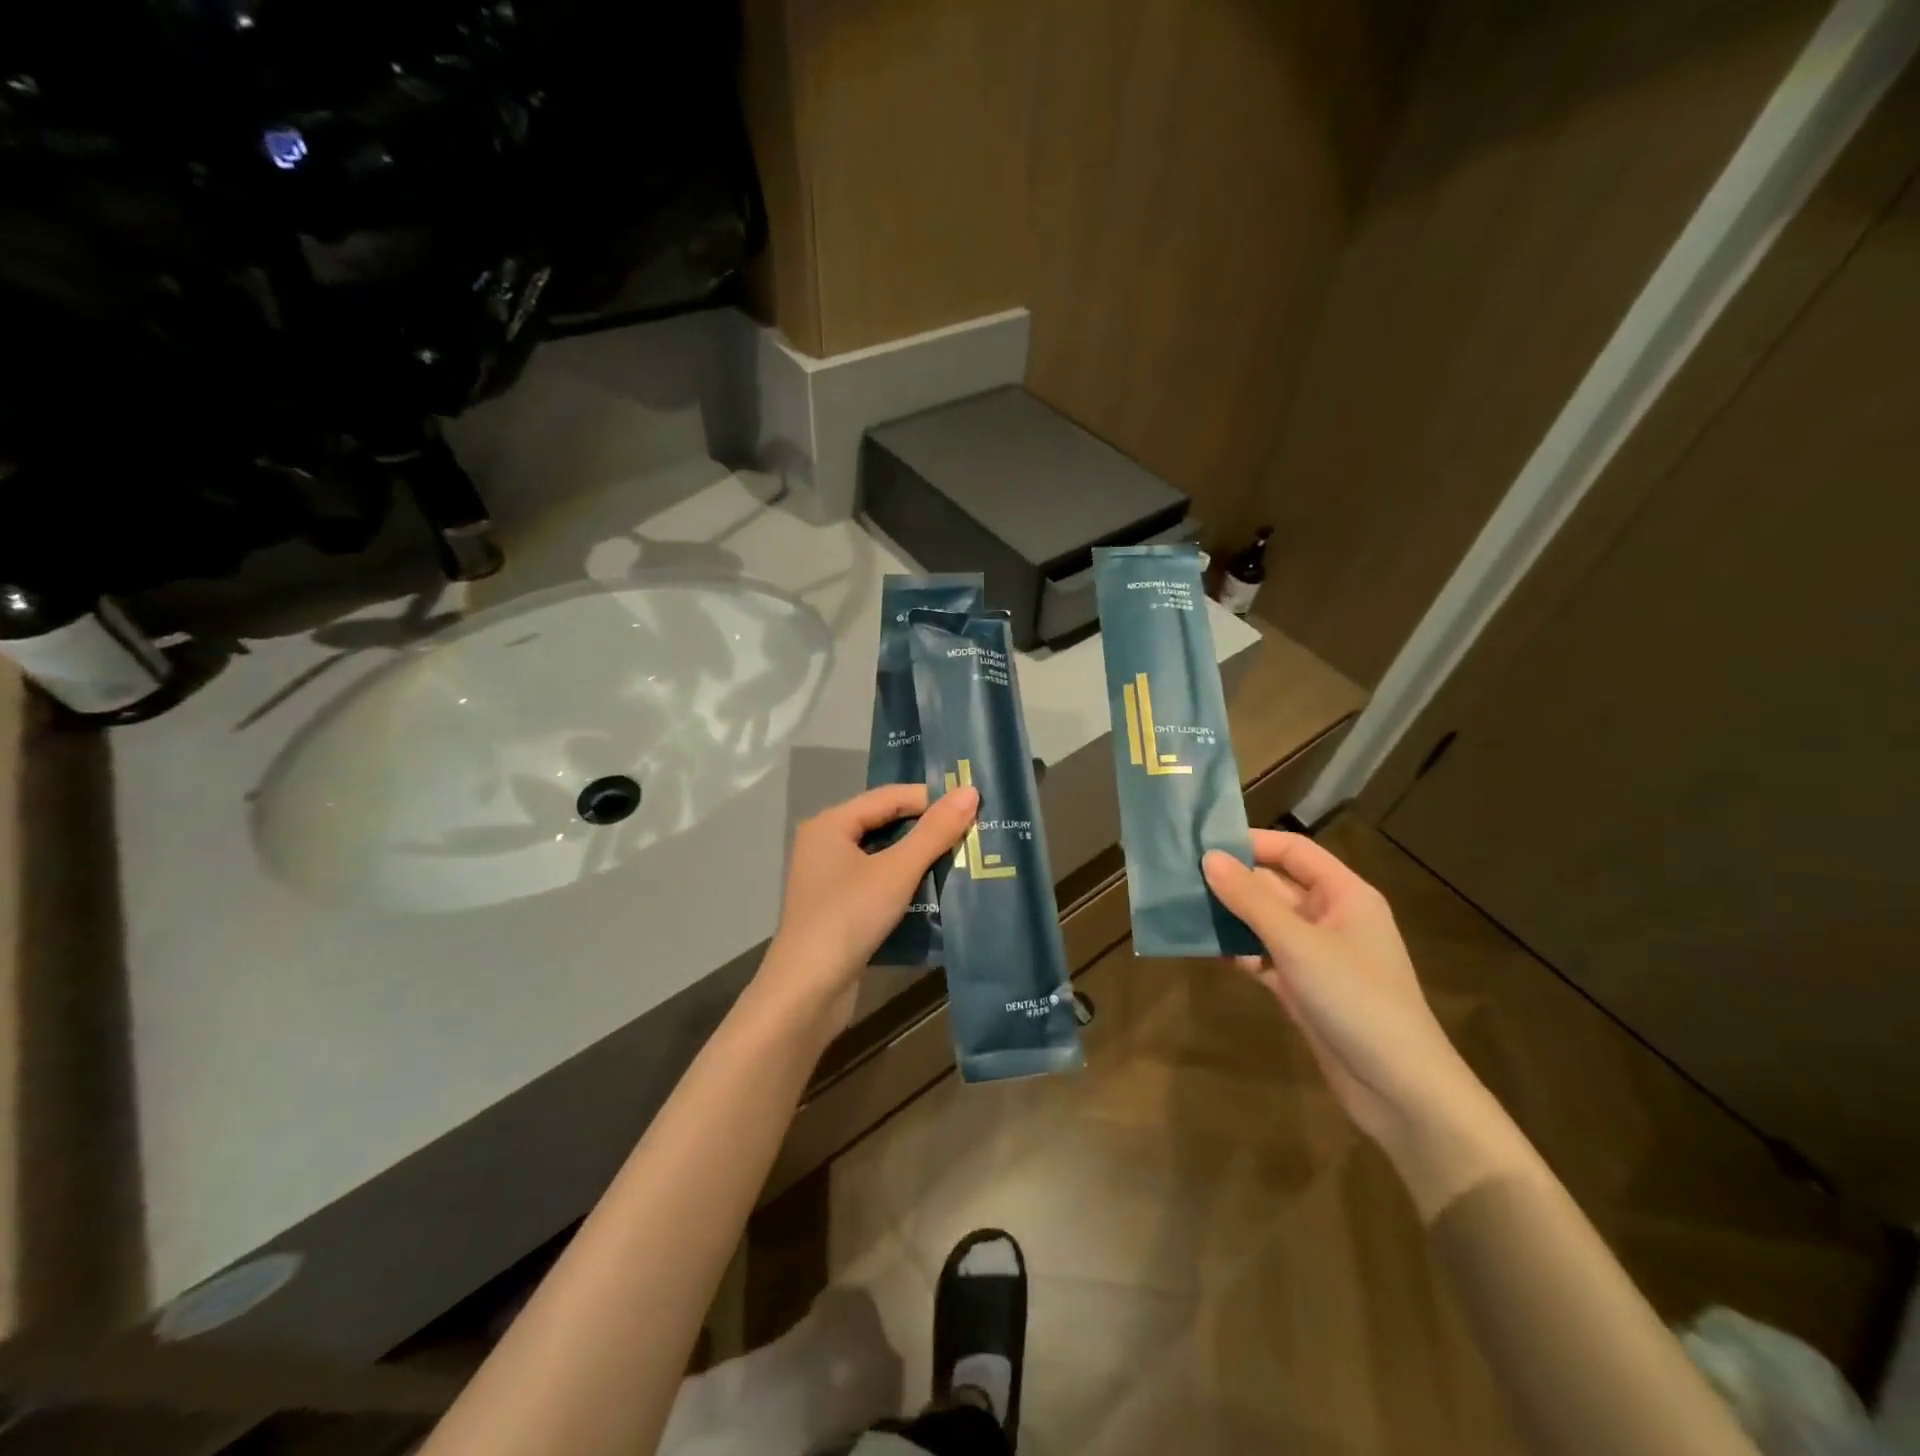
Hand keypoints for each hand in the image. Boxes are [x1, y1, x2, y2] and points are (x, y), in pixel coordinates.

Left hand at [759, 783, 979, 1027]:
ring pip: (882, 855)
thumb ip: (934, 832)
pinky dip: (904, 882)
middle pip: (885, 823)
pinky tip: (935, 889)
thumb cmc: (848, 918)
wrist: (806, 992)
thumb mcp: (897, 871)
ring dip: (919, 857)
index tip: (972, 807)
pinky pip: (877, 881)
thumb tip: (971, 791)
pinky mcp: (838, 908)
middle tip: (972, 832)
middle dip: (927, 828)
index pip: (889, 796)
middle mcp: (825, 844)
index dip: (930, 799)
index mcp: (830, 823)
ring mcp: (829, 878)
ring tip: (962, 858)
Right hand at [1202, 831, 1485, 1155]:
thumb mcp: (1298, 943)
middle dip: (1231, 881)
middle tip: (1178, 876)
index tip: (1201, 842)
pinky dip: (1237, 951)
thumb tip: (1208, 857)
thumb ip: (1250, 899)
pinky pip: (1262, 956)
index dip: (1251, 842)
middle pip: (1274, 885)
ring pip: (1263, 922)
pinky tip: (1205, 949)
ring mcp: (1315, 954)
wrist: (1400, 1090)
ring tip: (1181, 908)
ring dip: (1229, 917)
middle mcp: (1330, 917)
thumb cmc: (1355, 999)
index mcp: (1344, 894)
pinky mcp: (1302, 987)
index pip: (1293, 851)